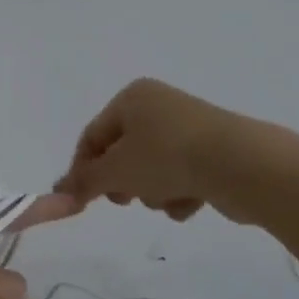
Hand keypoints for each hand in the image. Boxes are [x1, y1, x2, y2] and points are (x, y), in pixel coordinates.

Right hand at [54, 78, 236, 219]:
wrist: (242, 165)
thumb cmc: (167, 158)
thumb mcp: (115, 171)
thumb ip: (83, 182)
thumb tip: (57, 191)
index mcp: (133, 98)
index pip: (92, 137)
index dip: (82, 171)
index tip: (80, 201)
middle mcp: (160, 106)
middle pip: (122, 155)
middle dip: (124, 183)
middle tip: (127, 199)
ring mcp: (189, 129)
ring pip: (151, 171)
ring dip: (153, 192)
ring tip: (168, 197)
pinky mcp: (212, 152)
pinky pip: (180, 178)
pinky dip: (180, 194)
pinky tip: (192, 200)